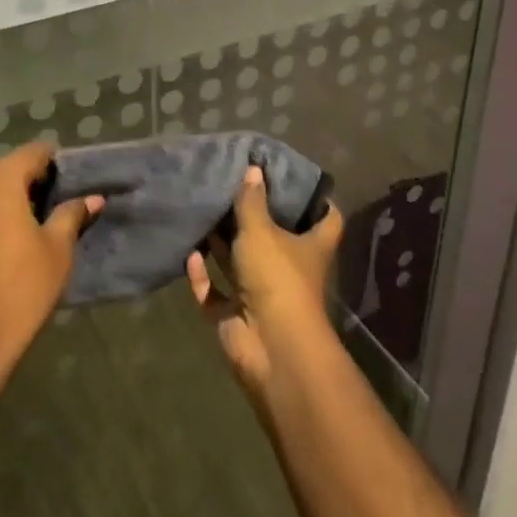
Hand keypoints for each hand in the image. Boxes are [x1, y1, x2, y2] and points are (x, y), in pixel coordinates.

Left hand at [0, 141, 100, 396]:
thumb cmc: (20, 289)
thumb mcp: (57, 250)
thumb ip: (71, 215)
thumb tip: (91, 198)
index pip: (34, 152)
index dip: (59, 162)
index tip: (78, 179)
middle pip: (9, 168)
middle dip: (36, 179)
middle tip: (64, 200)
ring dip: (15, 198)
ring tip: (43, 221)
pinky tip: (14, 241)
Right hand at [187, 166, 343, 400]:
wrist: (270, 347)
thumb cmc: (277, 278)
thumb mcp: (261, 230)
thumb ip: (252, 200)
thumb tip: (254, 169)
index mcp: (311, 248)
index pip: (327, 219)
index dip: (318, 201)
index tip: (297, 178)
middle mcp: (290, 270)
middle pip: (275, 239)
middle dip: (254, 217)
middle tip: (232, 187)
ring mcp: (262, 295)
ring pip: (240, 264)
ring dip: (222, 244)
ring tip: (203, 212)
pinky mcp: (236, 317)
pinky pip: (215, 292)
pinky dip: (202, 276)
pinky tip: (189, 254)